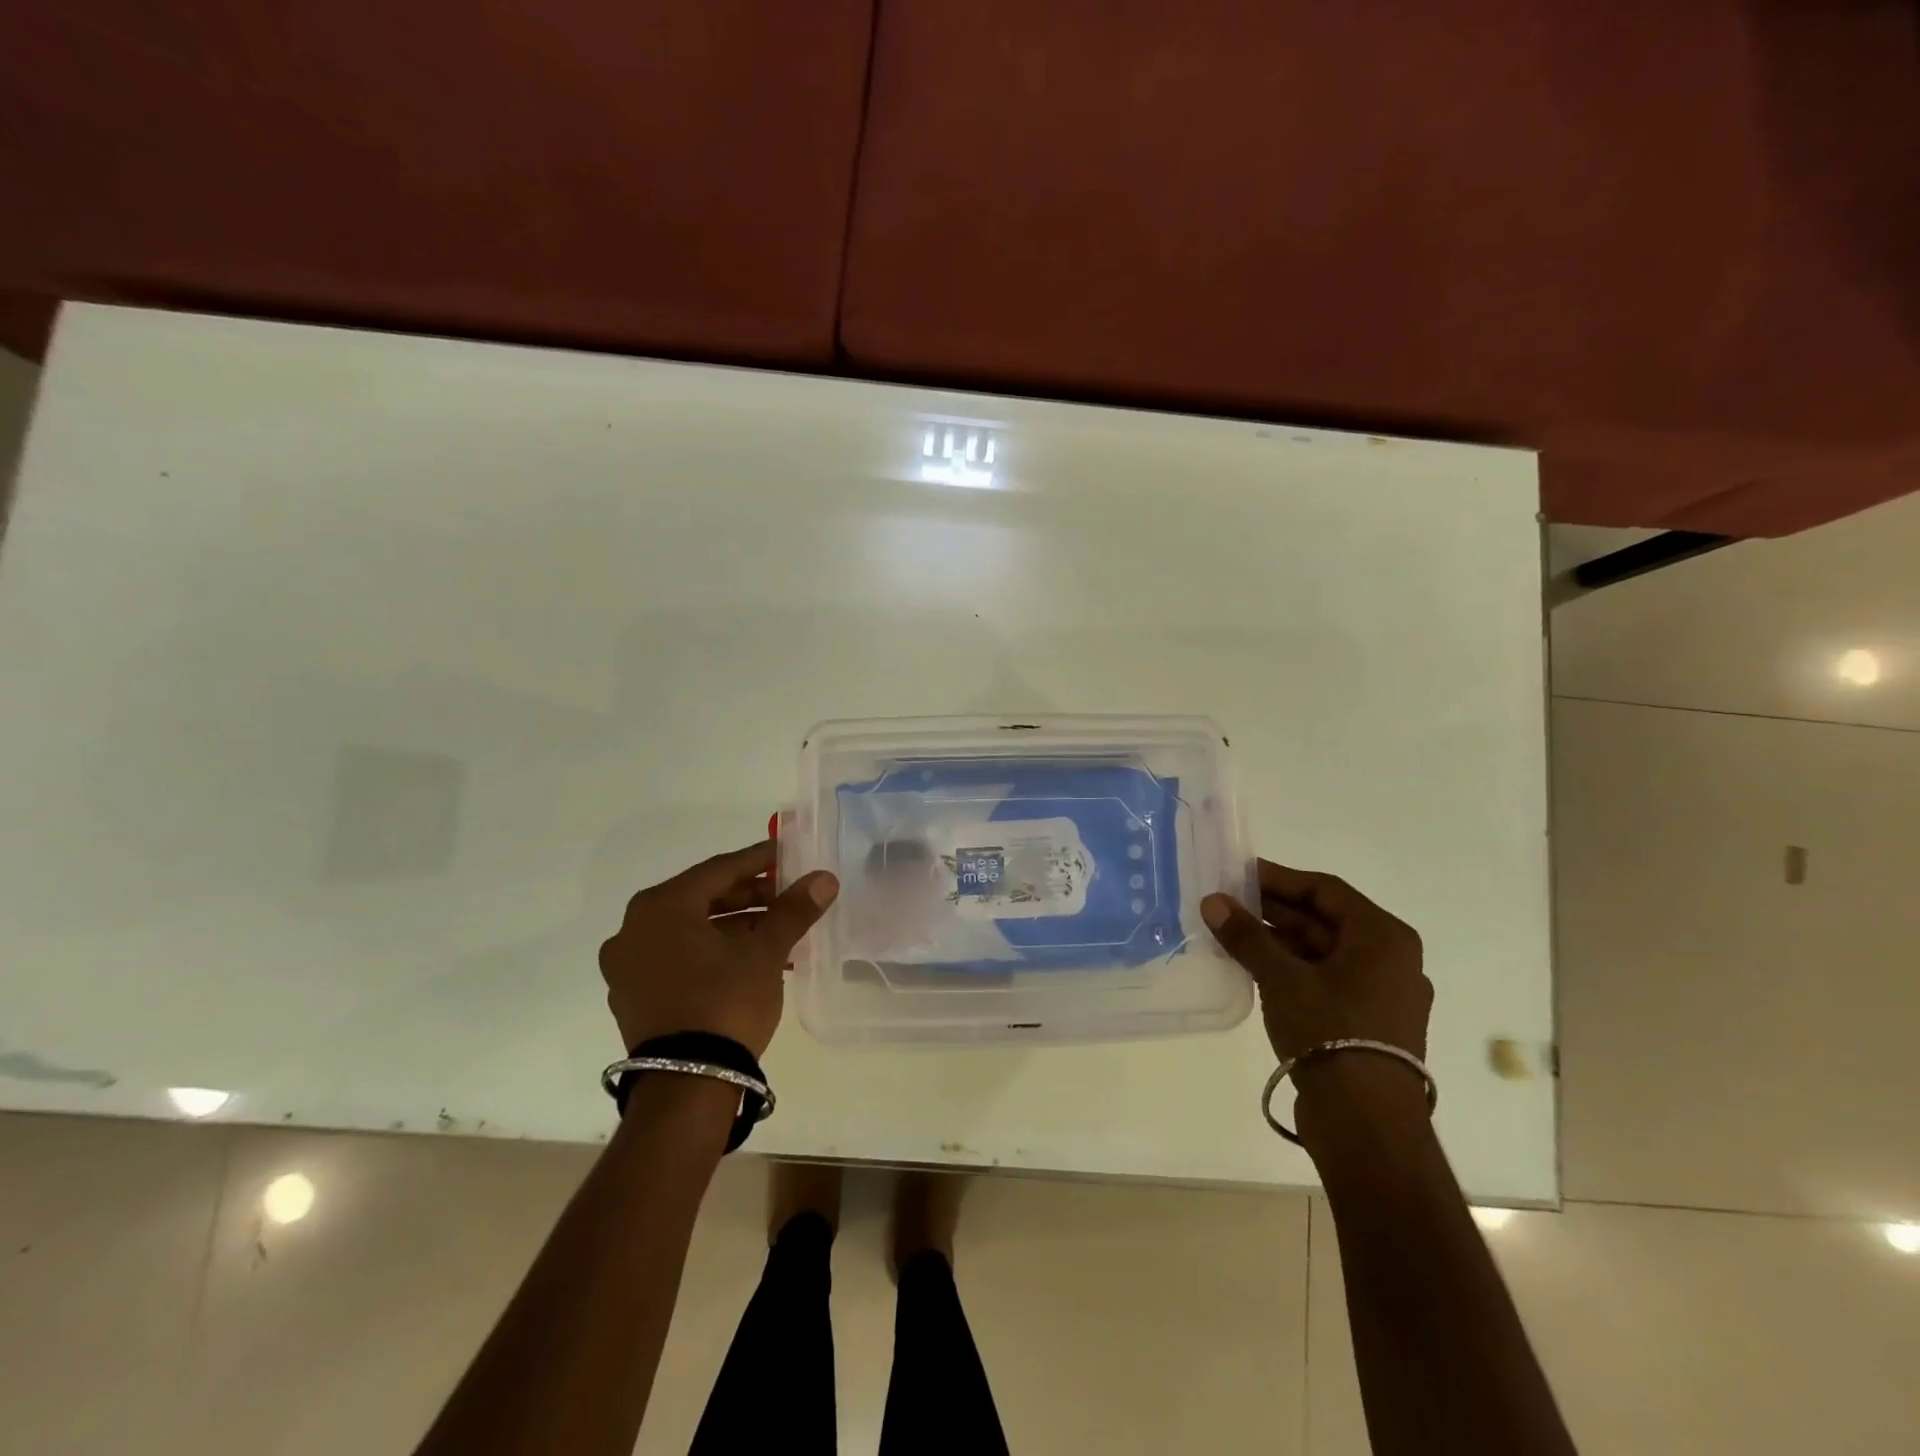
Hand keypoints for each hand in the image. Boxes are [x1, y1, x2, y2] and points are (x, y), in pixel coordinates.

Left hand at [599, 841, 838, 1058]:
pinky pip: (676, 957)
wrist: (686, 1085)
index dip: (758, 860)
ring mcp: (627, 965)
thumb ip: (793, 910)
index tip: (786, 854)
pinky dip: (710, 950)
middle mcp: (633, 928)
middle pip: (701, 898)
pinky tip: (746, 958)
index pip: (719, 870)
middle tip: (785, 895)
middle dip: (747, 896)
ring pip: (689, 929)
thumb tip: (824, 878)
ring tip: (774, 929)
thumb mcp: (765, 952)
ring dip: (732, 925)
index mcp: (661, 906)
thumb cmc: (725, 1002)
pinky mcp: (632, 996)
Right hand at [1202, 860, 1430, 1065]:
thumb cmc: (1330, 1031)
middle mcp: (1390, 959)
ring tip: (1232, 935)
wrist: (1366, 1122)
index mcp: (1382, 937)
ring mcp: (1382, 994)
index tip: (1239, 874)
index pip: (1324, 890)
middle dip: (1273, 911)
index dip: (1278, 878)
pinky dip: (1292, 969)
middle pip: (1324, 920)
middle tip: (1228, 904)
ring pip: (1322, 952)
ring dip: (1278, 941)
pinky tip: (1254, 969)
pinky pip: (1326, 979)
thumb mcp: (1281, 977)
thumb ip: (1246, 936)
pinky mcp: (1368, 1023)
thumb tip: (1212, 901)